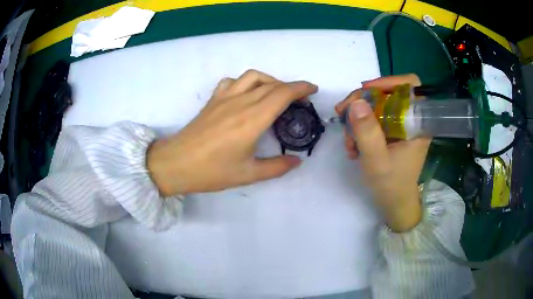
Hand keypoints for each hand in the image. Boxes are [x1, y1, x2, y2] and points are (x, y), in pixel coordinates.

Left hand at [147, 70, 317, 195]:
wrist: (177, 164)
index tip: (312, 90)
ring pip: (252, 76)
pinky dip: (245, 82)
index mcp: (253, 119)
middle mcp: (240, 102)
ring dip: (269, 80)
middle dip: (291, 87)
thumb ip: (277, 167)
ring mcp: (224, 98)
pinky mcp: (213, 100)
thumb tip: (297, 161)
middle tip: (300, 100)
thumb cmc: (212, 171)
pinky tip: (246, 94)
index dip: (301, 88)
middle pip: (272, 84)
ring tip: (275, 94)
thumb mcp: (248, 174)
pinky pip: (232, 81)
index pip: (283, 93)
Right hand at [335, 74, 430, 231]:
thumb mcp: (377, 160)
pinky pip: (374, 120)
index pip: (410, 86)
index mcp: (418, 123)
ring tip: (348, 142)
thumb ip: (367, 132)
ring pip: (377, 107)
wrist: (394, 204)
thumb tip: (355, 102)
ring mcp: (400, 126)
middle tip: (342, 112)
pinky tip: (352, 146)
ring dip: (357, 119)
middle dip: (363, 102)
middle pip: (387, 94)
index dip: (389, 81)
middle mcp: (411, 120)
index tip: (366, 90)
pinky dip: (360, 128)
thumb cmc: (391, 185)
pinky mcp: (392, 133)